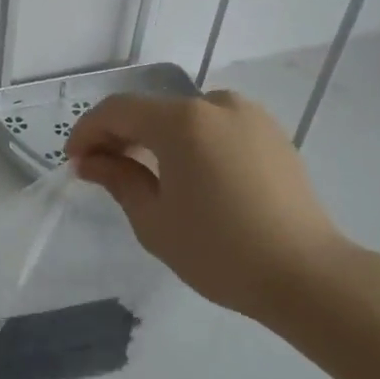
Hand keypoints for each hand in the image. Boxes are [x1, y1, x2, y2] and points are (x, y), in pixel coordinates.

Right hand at [65, 91, 358, 323]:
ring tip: (143, 175)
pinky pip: (215, 128)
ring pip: (184, 118)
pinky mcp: (271, 134)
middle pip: (152, 110)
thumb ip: (117, 179)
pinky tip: (186, 175)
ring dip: (155, 138)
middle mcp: (216, 104)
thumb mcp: (154, 220)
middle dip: (120, 135)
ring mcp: (249, 116)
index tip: (73, 161)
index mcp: (182, 121)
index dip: (88, 131)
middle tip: (101, 170)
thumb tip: (89, 161)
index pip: (118, 111)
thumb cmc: (219, 251)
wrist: (306, 274)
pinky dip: (190, 142)